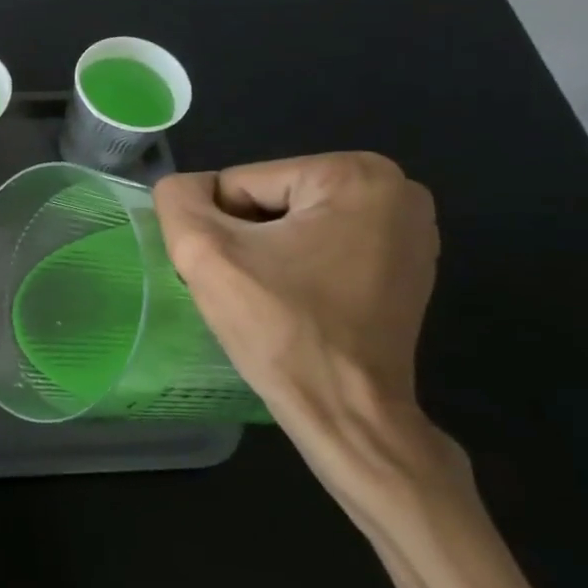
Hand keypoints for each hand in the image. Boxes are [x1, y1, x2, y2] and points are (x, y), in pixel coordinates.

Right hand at [153, 153, 469, 530]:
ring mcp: (409, 230)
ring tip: (271, 299)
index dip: (220, 231)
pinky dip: (298, 269)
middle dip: (246, 241)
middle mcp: (395, 189)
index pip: (240, 184)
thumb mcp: (206, 253)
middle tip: (249, 290)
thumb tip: (183, 189)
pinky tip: (297, 304)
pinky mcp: (406, 266)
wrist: (347, 414)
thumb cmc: (281, 329)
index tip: (234, 275)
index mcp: (354, 173)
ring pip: (292, 224)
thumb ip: (177, 200)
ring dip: (267, 255)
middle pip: (270, 200)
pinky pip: (321, 247)